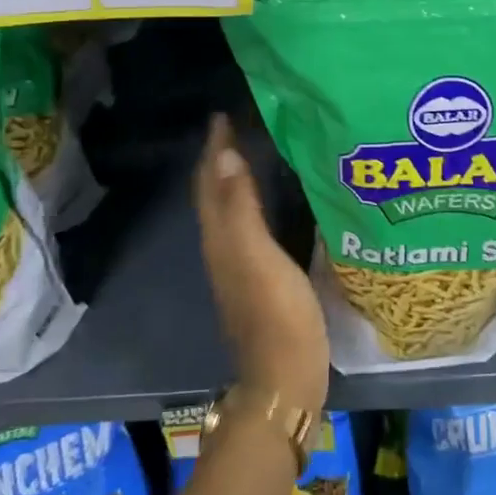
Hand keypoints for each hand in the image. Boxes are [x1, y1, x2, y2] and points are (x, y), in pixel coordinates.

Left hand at [193, 113, 329, 411]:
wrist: (283, 380)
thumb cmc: (278, 316)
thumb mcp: (260, 258)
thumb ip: (243, 209)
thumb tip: (227, 156)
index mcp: (221, 238)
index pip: (211, 182)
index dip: (216, 148)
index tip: (224, 114)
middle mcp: (222, 247)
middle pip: (214, 193)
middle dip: (220, 157)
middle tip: (238, 124)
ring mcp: (239, 265)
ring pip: (229, 208)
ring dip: (235, 177)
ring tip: (253, 149)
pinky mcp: (258, 277)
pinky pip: (248, 224)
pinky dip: (252, 200)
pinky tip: (273, 198)